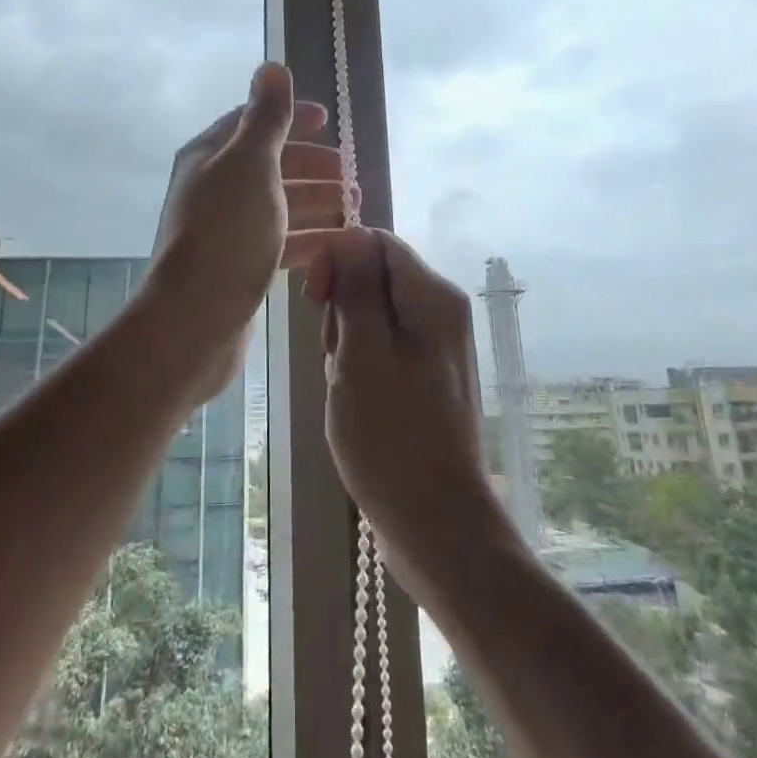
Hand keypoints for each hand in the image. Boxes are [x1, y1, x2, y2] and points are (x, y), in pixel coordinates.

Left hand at [147, 64, 346, 400]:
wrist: (195, 320)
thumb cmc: (227, 232)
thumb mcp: (251, 164)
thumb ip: (267, 117)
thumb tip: (271, 67)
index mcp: (210, 157)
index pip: (253, 123)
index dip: (291, 118)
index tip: (329, 121)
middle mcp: (214, 189)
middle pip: (269, 165)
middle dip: (311, 164)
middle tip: (350, 173)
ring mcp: (225, 230)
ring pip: (278, 204)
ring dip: (315, 200)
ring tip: (354, 205)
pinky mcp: (238, 267)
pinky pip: (279, 241)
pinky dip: (309, 237)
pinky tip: (338, 243)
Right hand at [308, 229, 514, 601]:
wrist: (436, 523)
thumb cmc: (392, 436)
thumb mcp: (362, 354)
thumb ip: (357, 288)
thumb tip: (351, 234)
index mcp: (433, 296)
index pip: (376, 242)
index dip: (338, 260)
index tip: (315, 302)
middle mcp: (441, 310)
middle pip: (374, 276)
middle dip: (342, 308)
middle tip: (336, 358)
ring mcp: (436, 344)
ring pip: (373, 313)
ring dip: (347, 341)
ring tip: (346, 386)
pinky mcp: (426, 374)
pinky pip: (382, 346)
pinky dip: (360, 364)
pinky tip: (356, 400)